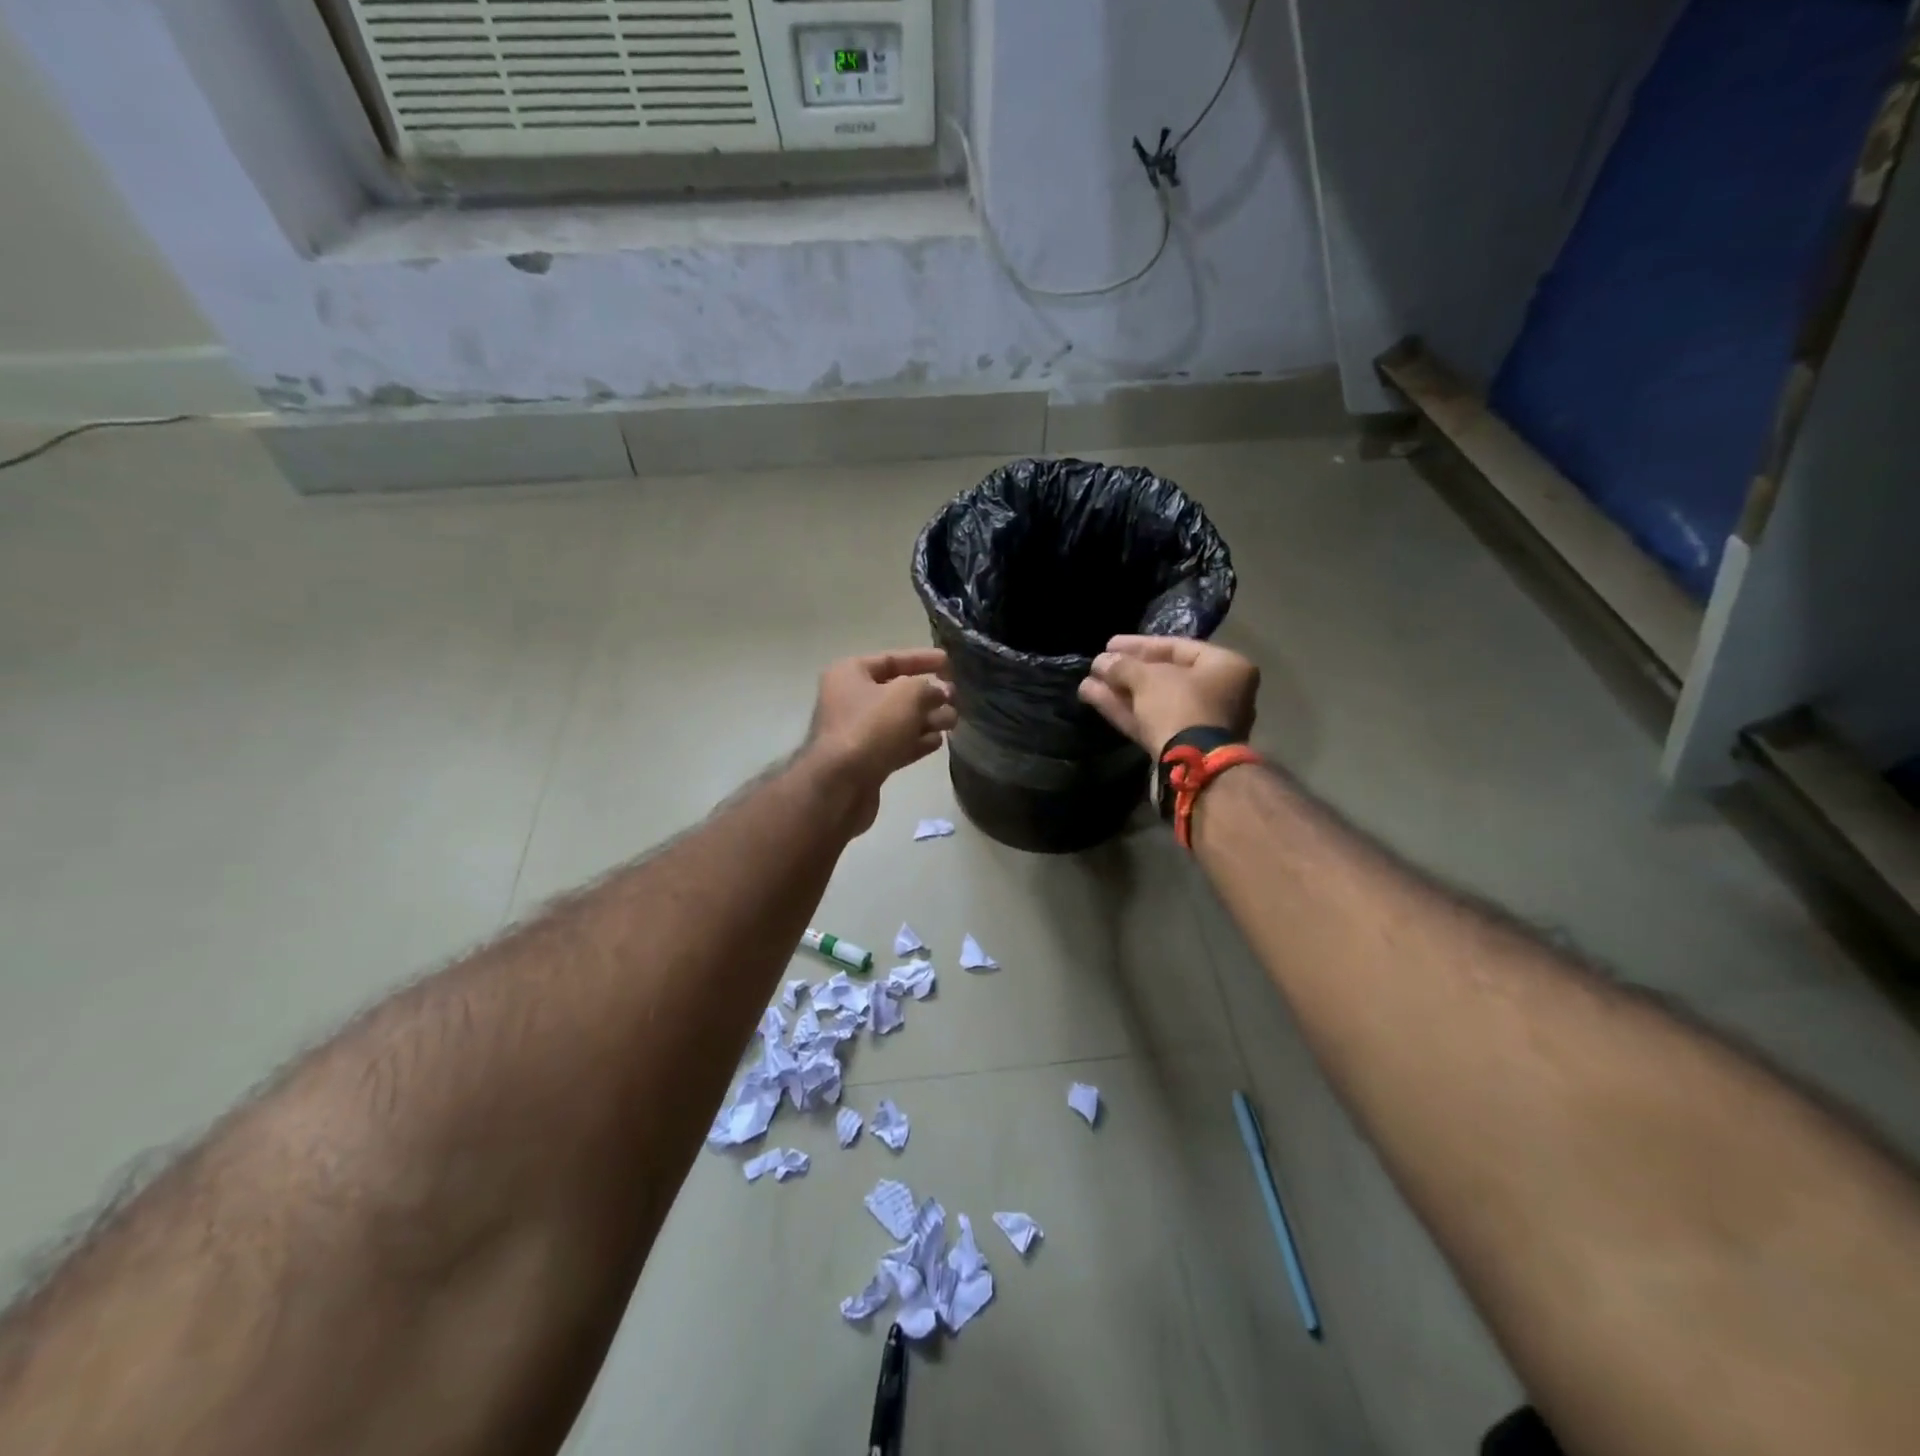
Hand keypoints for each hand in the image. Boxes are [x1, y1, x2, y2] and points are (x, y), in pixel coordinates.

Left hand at [807, 648, 957, 829]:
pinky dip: (917, 742)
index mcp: (850, 674)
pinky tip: (938, 742)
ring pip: (899, 720)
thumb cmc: (871, 728)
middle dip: (928, 694)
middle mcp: (849, 700)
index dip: (922, 659)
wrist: (840, 786)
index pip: (891, 659)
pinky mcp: (866, 761)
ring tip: (953, 722)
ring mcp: (857, 733)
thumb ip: (928, 688)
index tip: (949, 662)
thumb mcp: (907, 695)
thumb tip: (938, 693)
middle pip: (896, 691)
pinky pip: (896, 745)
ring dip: (927, 719)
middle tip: (955, 699)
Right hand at [1077, 635, 1258, 757]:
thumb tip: (1101, 661)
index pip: (1177, 647)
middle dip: (1126, 671)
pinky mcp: (1181, 747)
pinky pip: (1151, 720)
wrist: (1193, 767)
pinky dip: (1124, 710)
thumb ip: (1123, 666)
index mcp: (1225, 667)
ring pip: (1153, 701)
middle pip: (1164, 676)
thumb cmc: (1181, 707)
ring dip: (1119, 691)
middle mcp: (1219, 693)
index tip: (1109, 644)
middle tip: (1098, 664)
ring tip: (1087, 682)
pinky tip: (1093, 697)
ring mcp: (1200, 724)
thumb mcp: (1149, 678)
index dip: (1139, 644)